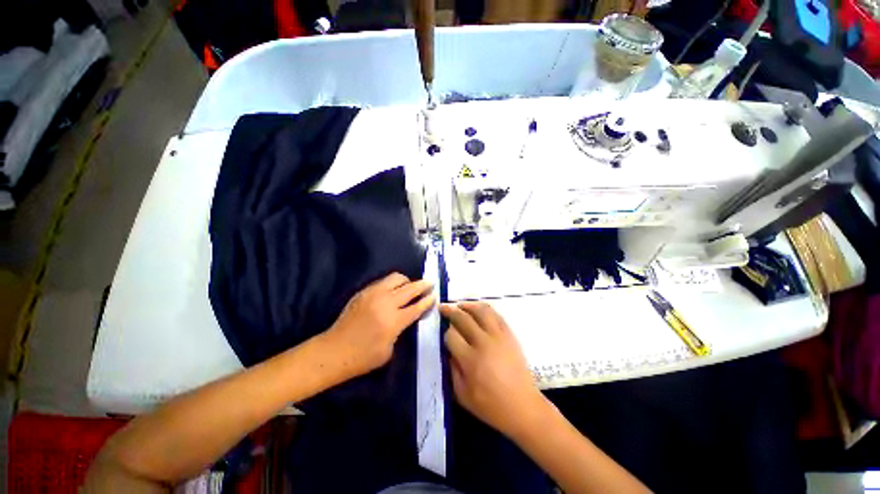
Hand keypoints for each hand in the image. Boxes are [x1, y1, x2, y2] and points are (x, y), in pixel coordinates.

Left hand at [323, 273, 434, 378]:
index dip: (428, 300)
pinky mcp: (364, 291)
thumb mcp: (389, 350)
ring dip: (407, 281)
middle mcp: (385, 303)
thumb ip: (400, 330)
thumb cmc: (363, 358)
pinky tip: (394, 290)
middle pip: (410, 288)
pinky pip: (383, 281)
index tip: (434, 295)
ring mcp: (373, 294)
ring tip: (410, 286)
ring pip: (396, 278)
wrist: (333, 351)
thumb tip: (406, 317)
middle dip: (423, 285)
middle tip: (429, 284)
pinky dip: (393, 283)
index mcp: (393, 321)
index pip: (417, 306)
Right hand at [441, 302, 550, 439]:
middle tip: (442, 308)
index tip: (445, 335)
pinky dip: (485, 309)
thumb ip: (451, 369)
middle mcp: (483, 343)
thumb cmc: (490, 406)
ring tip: (460, 305)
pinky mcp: (510, 335)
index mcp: (470, 360)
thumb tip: (448, 349)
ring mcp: (499, 336)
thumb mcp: (462, 395)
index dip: (445, 333)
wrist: (523, 407)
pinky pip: (496, 315)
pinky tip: (478, 310)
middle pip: (463, 318)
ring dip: (468, 305)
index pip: (451, 335)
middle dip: (450, 311)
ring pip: (481, 311)